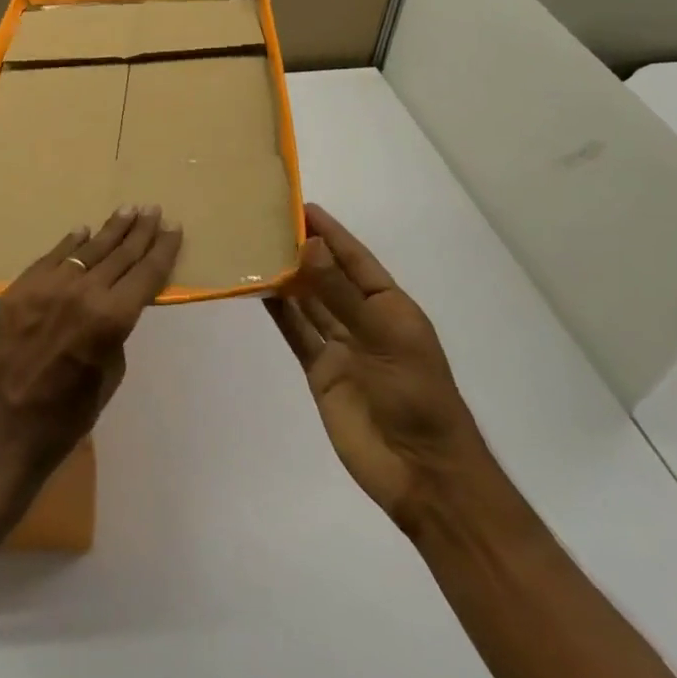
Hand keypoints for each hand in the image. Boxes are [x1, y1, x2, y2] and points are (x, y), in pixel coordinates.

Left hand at [0, 207, 180, 485]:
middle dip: (139, 231)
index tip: (174, 228)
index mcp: (111, 319)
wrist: (3, 430)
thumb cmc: (66, 418)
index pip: (146, 274)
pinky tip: (83, 232)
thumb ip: (114, 334)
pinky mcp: (19, 289)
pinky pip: (50, 259)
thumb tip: (111, 307)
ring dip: (109, 230)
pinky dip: (70, 245)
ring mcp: (47, 286)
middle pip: (119, 254)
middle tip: (153, 210)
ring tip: (126, 211)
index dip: (163, 250)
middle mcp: (82, 292)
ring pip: (86, 250)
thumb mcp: (108, 377)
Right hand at [265, 204, 502, 533]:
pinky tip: (258, 290)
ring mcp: (342, 347)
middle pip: (328, 277)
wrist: (421, 472)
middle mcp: (364, 320)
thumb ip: (342, 293)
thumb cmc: (416, 396)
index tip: (301, 205)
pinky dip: (279, 313)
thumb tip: (308, 245)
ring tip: (255, 248)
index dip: (331, 232)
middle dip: (303, 250)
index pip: (356, 259)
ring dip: (286, 278)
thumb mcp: (384, 337)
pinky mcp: (321, 372)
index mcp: (391, 306)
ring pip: (309, 302)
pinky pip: (297, 334)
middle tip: (265, 221)